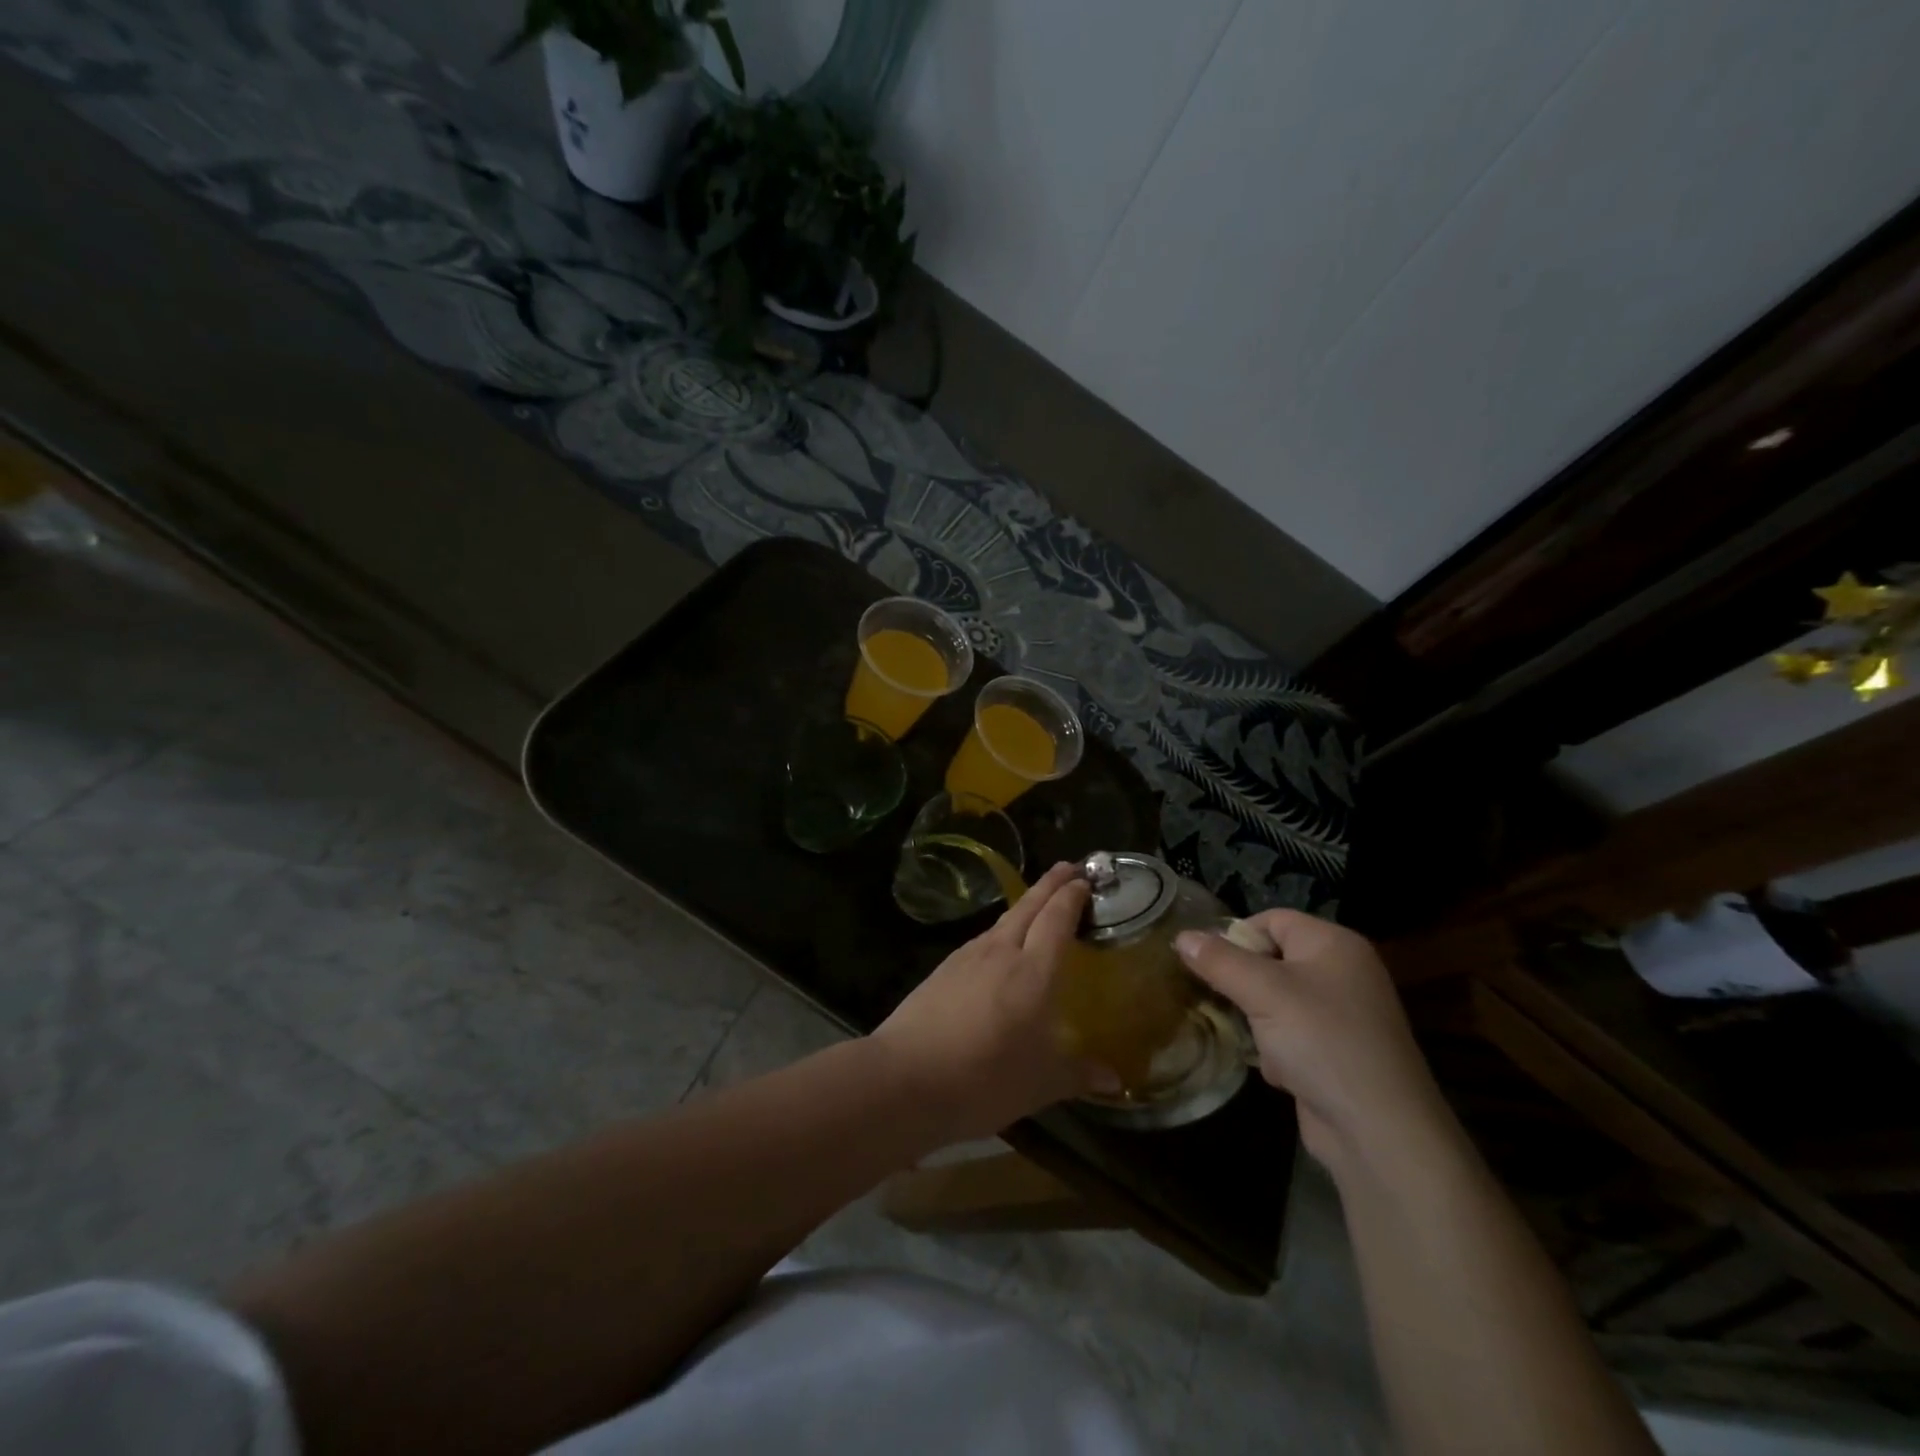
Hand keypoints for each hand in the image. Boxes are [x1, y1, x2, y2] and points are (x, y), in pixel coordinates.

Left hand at [872, 862, 1108, 1143]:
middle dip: (1050, 884)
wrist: (906, 1077)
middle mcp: (1001, 953)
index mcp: (1033, 972)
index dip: (1072, 897)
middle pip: (1029, 907)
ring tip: (1037, 904)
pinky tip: (998, 945)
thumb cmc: (984, 1078)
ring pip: (1003, 920)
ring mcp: (967, 958)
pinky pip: (982, 939)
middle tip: (1069, 867)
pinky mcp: (943, 970)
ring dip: (1025, 905)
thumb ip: (1078, 1073)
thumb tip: (1114, 1080)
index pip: (1056, 920)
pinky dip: (1000, 930)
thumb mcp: (1040, 1084)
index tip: (1085, 880)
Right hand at [1176, 911, 1445, 1168]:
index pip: (1272, 920)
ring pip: (1276, 1000)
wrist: (1379, 1131)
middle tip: (1221, 1001)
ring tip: (1252, 1040)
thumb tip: (1182, 935)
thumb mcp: (1263, 992)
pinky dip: (1277, 1049)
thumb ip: (1219, 960)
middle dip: (1243, 984)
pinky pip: (1291, 1034)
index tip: (1208, 964)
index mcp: (1334, 944)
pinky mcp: (1336, 1053)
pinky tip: (1279, 1071)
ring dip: (1257, 1020)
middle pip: (1272, 959)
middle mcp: (1342, 972)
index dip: (1237, 937)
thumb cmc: (1321, 1041)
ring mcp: (1342, 1015)